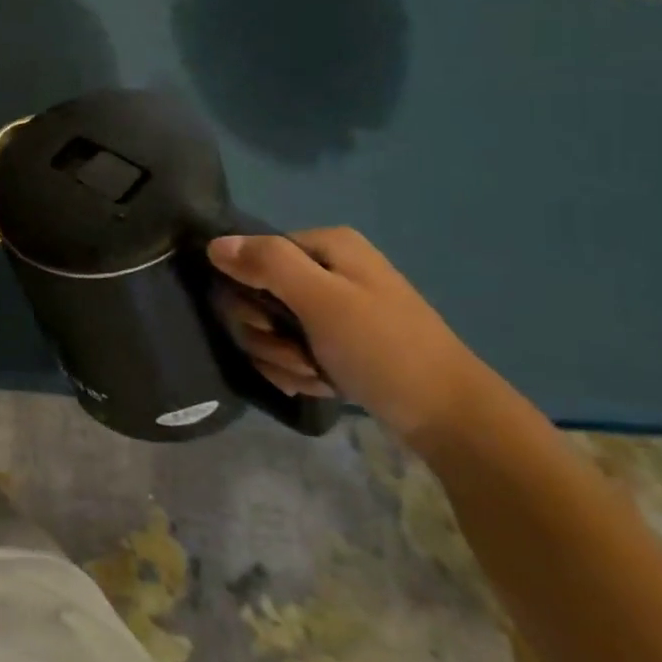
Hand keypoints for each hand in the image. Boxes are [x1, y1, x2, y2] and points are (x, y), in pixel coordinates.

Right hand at [207, 227, 492, 448]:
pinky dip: (297, 371)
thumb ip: (267, 264)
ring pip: (266, 328)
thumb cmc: (384, 349)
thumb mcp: (322, 300)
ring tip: (316, 373)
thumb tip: (213, 244)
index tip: (275, 322)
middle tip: (299, 353)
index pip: (250, 255)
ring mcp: (328, 308)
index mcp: (326, 247)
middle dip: (267, 333)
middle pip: (253, 295)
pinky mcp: (332, 342)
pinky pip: (286, 350)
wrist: (448, 417)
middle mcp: (324, 269)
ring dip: (281, 358)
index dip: (250, 292)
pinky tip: (321, 384)